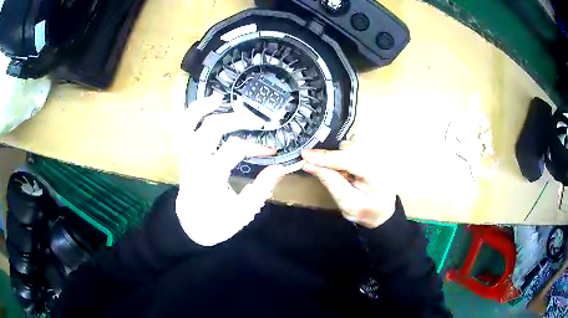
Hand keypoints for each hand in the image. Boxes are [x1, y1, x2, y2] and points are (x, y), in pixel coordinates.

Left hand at [173, 95, 291, 245]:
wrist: (191, 225)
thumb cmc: (217, 222)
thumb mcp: (243, 213)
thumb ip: (261, 189)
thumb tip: (281, 167)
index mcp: (210, 178)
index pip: (233, 149)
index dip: (255, 146)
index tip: (271, 151)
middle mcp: (195, 162)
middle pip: (210, 129)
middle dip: (236, 119)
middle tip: (256, 119)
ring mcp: (186, 156)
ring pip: (188, 124)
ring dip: (203, 107)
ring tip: (221, 97)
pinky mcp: (184, 154)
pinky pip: (182, 128)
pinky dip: (192, 113)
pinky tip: (205, 106)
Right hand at [302, 141, 395, 227]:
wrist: (383, 211)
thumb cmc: (366, 211)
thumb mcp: (347, 204)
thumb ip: (330, 183)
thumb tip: (309, 165)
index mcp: (377, 175)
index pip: (349, 160)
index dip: (326, 157)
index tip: (305, 155)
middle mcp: (380, 159)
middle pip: (348, 149)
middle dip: (331, 158)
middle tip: (322, 170)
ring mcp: (378, 153)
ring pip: (349, 145)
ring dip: (339, 157)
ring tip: (343, 174)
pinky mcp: (374, 151)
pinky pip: (353, 145)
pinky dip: (344, 154)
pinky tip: (348, 169)